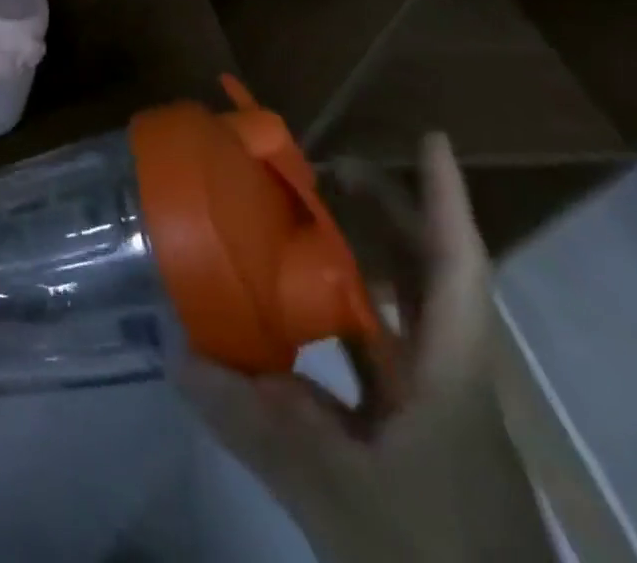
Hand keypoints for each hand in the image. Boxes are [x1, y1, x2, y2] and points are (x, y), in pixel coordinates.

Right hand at [173, 135, 556, 562]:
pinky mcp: (416, 449)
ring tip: (299, 228)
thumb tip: (179, 355)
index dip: (445, 199)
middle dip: (386, 214)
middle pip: (427, 278)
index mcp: (451, 378)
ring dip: (360, 266)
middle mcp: (451, 383)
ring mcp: (436, 418)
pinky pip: (374, 364)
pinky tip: (289, 325)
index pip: (457, 268)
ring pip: (401, 319)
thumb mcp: (336, 498)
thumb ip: (254, 424)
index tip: (432, 137)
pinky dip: (338, 329)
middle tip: (328, 169)